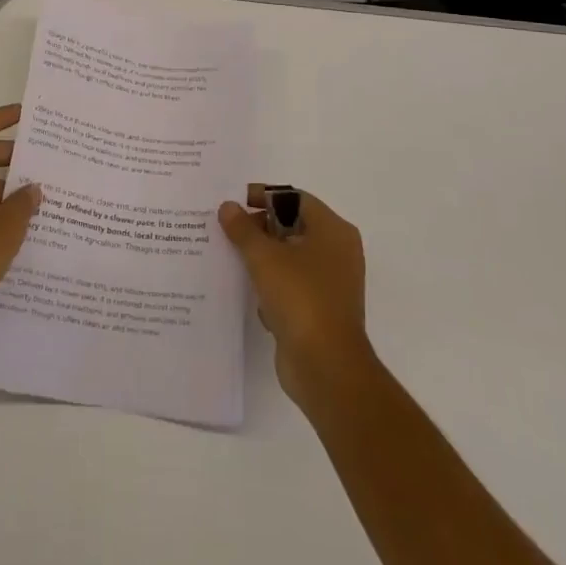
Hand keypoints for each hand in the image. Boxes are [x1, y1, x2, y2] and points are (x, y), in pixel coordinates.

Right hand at [219, 187, 373, 410]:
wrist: (326, 367)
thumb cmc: (300, 298)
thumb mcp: (264, 257)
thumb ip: (243, 229)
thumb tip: (228, 207)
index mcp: (333, 231)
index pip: (296, 199)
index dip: (265, 197)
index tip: (236, 202)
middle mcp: (337, 252)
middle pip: (293, 227)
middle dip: (260, 228)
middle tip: (227, 230)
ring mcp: (331, 283)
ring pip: (290, 258)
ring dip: (262, 258)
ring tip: (230, 257)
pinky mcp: (320, 310)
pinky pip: (291, 286)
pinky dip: (271, 285)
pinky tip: (247, 292)